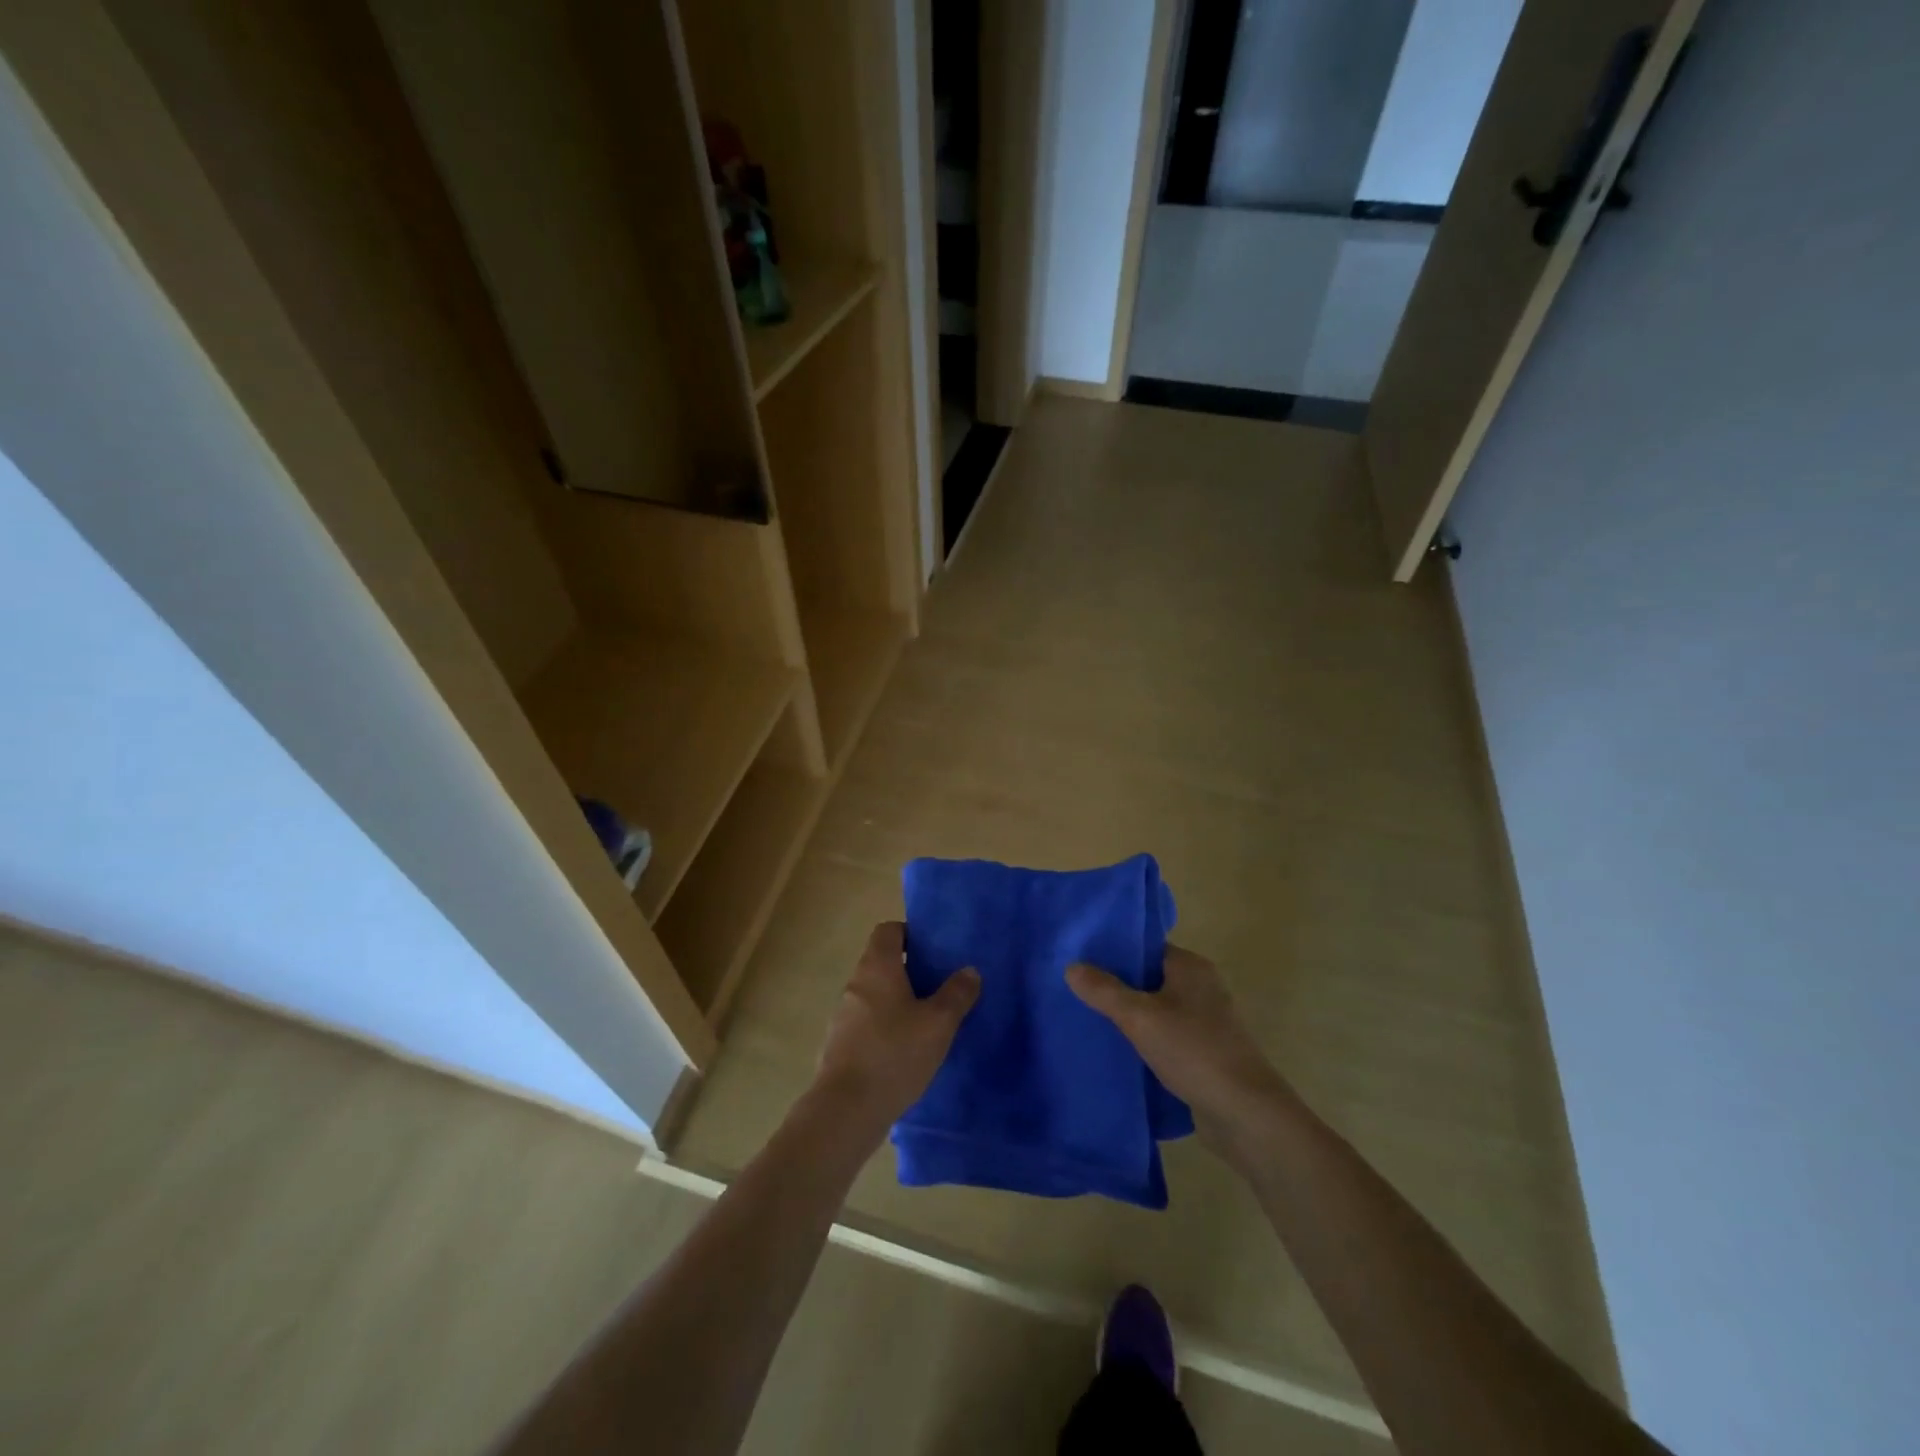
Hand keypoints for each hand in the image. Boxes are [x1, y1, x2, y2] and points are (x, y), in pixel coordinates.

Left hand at [813, 922, 980, 1131]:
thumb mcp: (938, 1023)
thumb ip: (956, 994)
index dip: (910, 934)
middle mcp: (856, 983)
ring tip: (928, 1021)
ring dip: (898, 1001)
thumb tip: (969, 971)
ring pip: (875, 995)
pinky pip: (867, 1023)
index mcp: (877, 967)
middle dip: (910, 971)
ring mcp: (843, 1015)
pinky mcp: (840, 1045)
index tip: (934, 951)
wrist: (846, 1110)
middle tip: (940, 986)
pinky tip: (906, 1051)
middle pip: (882, 962)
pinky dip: (886, 1027)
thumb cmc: (895, 1054)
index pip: (888, 930)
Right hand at [1067, 945, 1294, 1165]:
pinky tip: (1117, 1053)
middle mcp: (1202, 987)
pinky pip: (1166, 1038)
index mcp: (1191, 967)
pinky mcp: (1206, 1054)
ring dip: (1129, 1018)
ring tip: (1089, 1022)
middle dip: (1116, 987)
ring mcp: (1206, 1022)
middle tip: (1076, 993)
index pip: (1145, 948)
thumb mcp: (1140, 1017)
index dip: (1113, 953)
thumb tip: (1071, 967)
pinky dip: (1145, 1042)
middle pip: (1149, 978)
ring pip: (1157, 1011)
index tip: (1080, 961)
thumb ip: (1104, 990)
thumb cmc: (1193, 1051)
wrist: (1245, 1114)